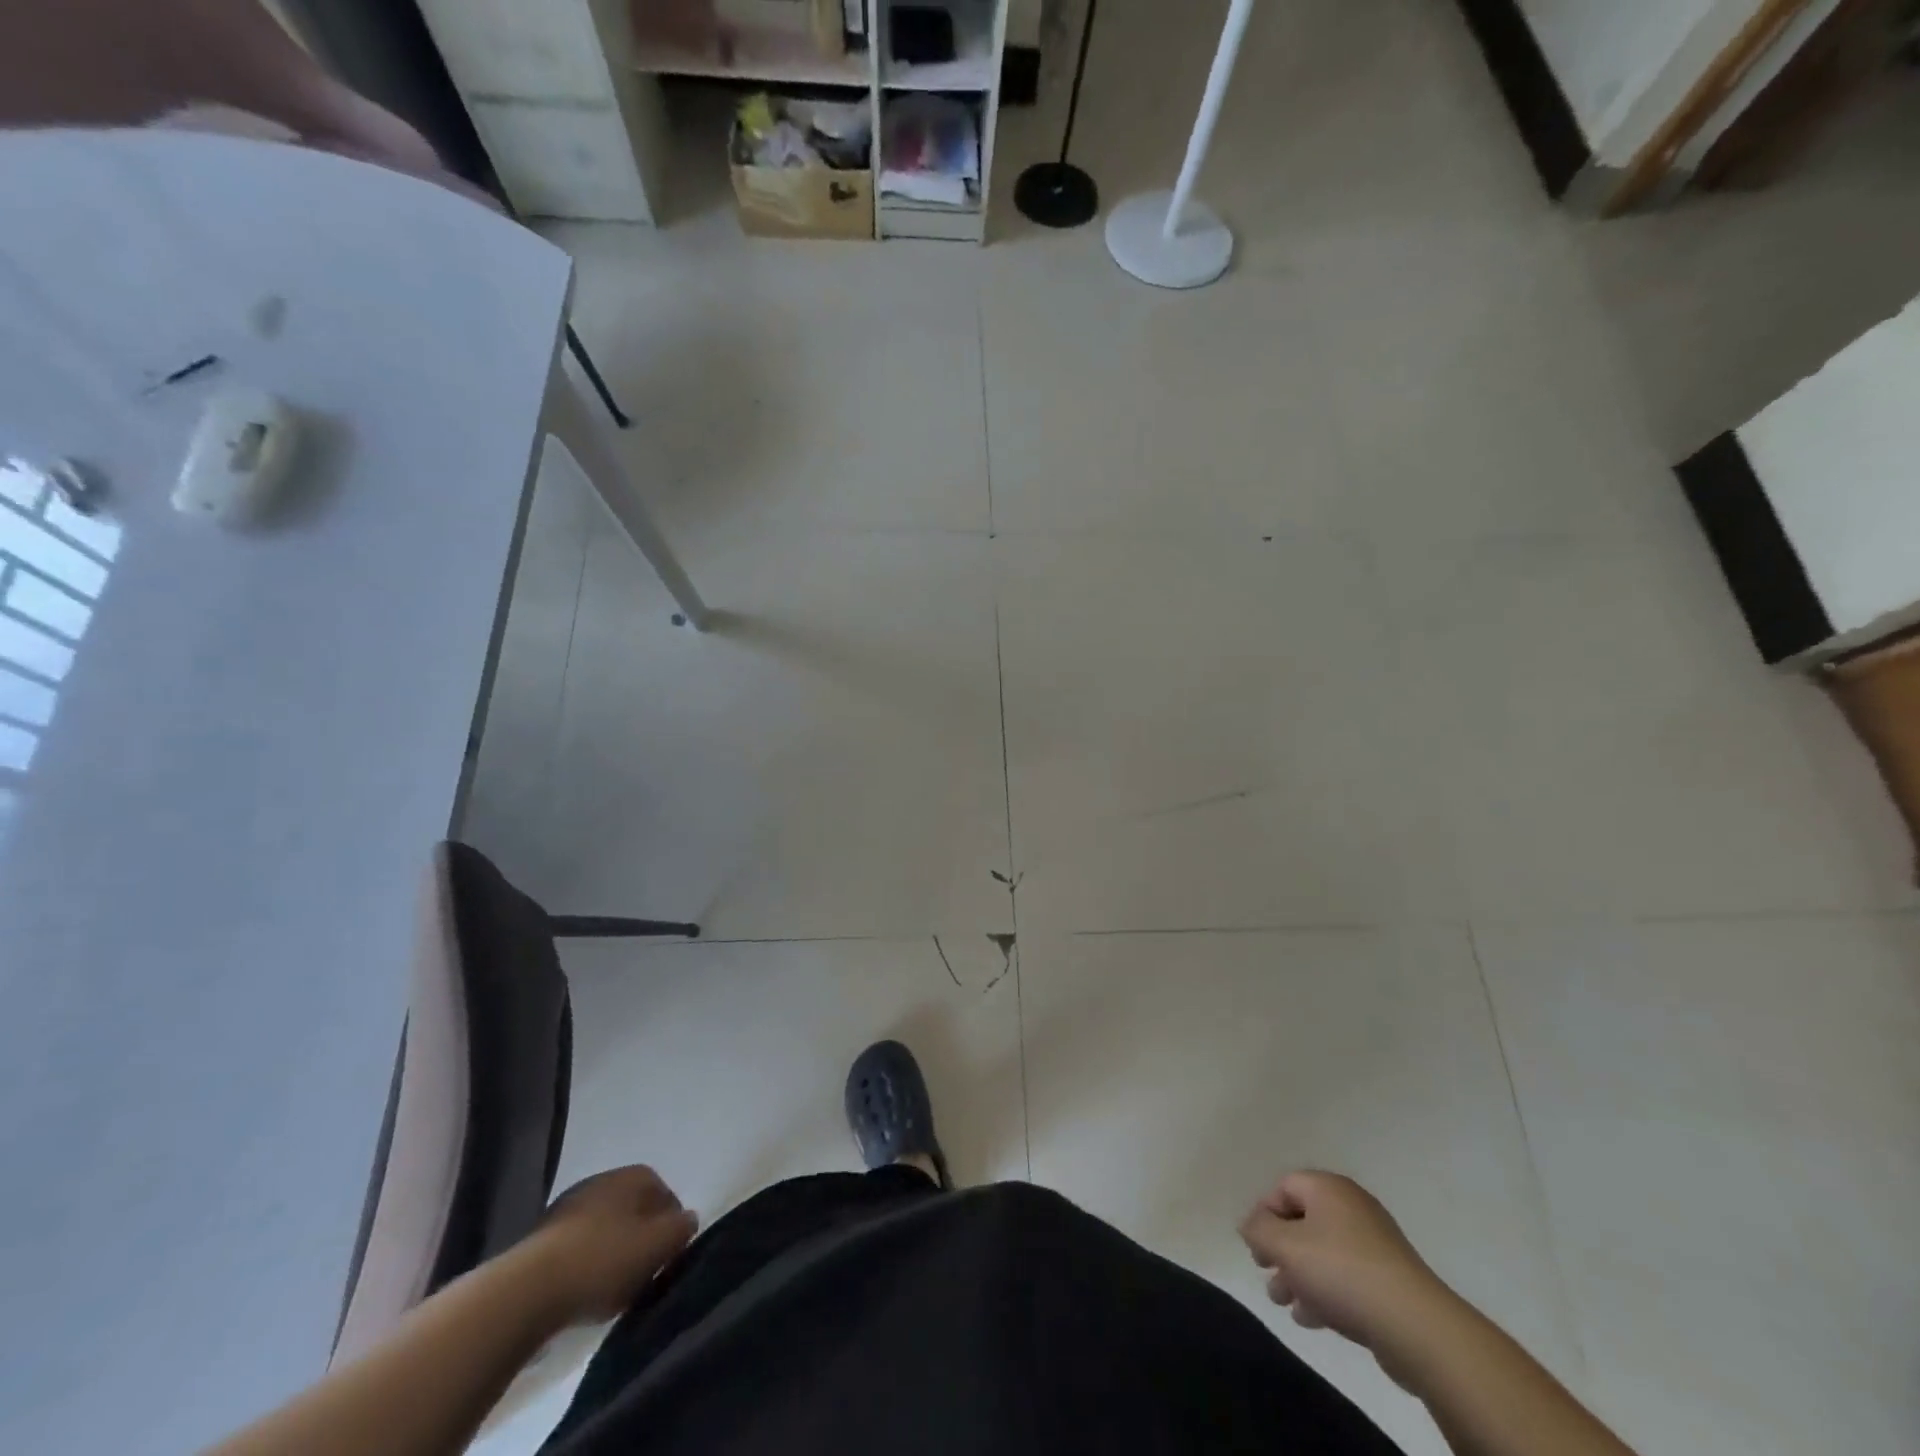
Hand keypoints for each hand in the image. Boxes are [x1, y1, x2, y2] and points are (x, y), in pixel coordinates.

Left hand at [522, 1165, 698, 1324]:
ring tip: (611, 1291)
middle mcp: (603, 1179)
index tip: (667, 1261)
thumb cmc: (603, 1261)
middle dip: (641, 1240)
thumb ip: (681, 1229)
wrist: (527, 1290)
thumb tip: (688, 1220)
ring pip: (605, 1229)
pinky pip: (578, 1248)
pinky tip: (582, 1292)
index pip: (667, 1196)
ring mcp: (569, 1205)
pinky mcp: (542, 1237)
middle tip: (641, 1276)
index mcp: (635, 1175)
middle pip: (635, 1211)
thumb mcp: (658, 1246)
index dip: (671, 1229)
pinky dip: (585, 1265)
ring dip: (612, 1254)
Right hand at [1238, 1171, 1454, 1361]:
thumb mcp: (1285, 1247)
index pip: (1283, 1187)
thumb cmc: (1341, 1272)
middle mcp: (1352, 1206)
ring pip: (1323, 1252)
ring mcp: (1375, 1243)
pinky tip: (1313, 1319)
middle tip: (1267, 1275)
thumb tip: (1250, 1225)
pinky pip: (1346, 1276)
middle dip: (1280, 1250)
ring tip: (1286, 1304)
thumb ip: (1258, 1230)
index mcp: (1328, 1188)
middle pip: (1303, 1220)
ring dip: (1299, 1275)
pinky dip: (1326, 1291)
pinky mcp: (1390, 1279)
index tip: (1256, 1247)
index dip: (1263, 1214)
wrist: (1416, 1327)